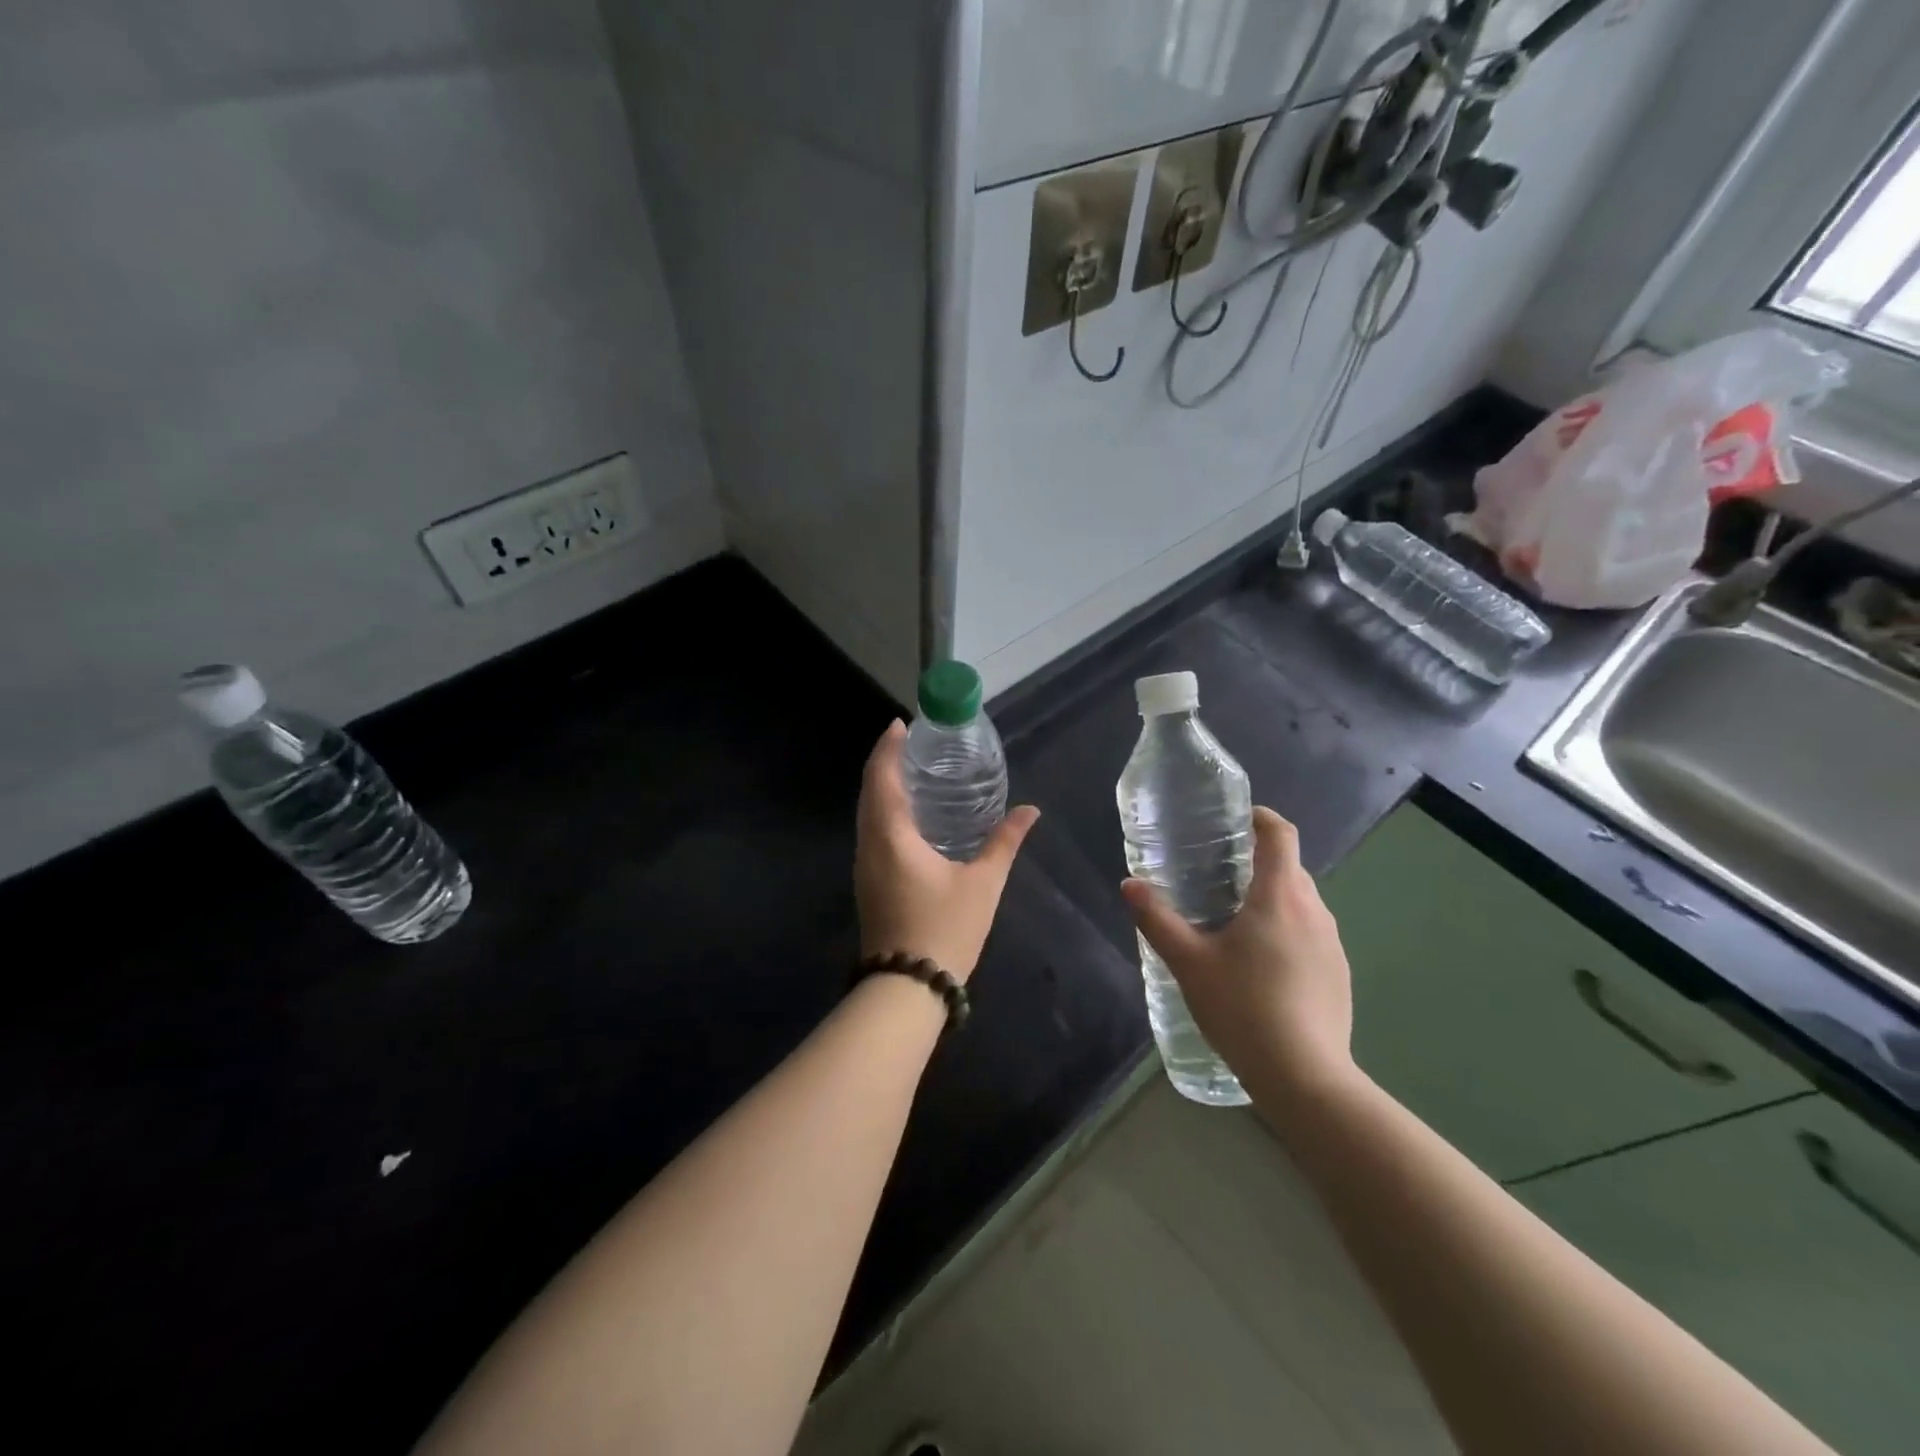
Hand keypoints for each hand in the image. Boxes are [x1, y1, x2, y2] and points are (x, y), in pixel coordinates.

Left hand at [855, 721, 1039, 980]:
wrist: (907, 987)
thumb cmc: (945, 929)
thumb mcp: (983, 884)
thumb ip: (1004, 842)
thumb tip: (1030, 811)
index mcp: (891, 836)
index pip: (882, 778)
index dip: (888, 747)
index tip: (901, 725)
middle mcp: (870, 844)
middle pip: (869, 791)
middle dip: (884, 761)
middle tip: (911, 742)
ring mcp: (865, 865)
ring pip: (866, 812)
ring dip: (882, 785)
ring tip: (911, 770)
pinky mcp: (868, 881)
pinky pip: (871, 830)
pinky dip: (884, 809)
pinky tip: (908, 814)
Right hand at [1121, 807, 1355, 1095]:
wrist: (1306, 1078)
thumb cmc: (1243, 1008)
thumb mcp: (1188, 962)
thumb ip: (1157, 919)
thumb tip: (1129, 884)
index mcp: (1280, 896)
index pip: (1280, 834)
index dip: (1260, 818)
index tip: (1236, 819)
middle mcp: (1314, 911)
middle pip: (1290, 868)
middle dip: (1257, 862)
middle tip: (1217, 874)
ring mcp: (1333, 945)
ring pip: (1301, 903)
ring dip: (1272, 899)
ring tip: (1233, 921)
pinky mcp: (1339, 974)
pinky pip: (1310, 934)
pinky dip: (1286, 931)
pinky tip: (1260, 966)